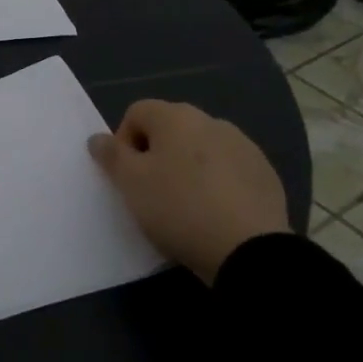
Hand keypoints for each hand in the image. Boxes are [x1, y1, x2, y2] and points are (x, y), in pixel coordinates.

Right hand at [88, 101, 289, 283]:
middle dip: (156, 154)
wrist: (249, 249)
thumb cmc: (178, 208)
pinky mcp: (264, 173)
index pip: (136, 112)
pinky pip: (228, 170)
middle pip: (170, 129)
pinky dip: (217, 183)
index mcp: (176, 117)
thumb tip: (97, 138)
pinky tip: (215, 213)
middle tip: (152, 192)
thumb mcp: (131, 183)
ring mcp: (243, 146)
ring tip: (185, 205)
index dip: (123, 142)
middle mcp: (211, 121)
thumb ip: (111, 156)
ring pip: (201, 149)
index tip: (127, 176)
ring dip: (187, 167)